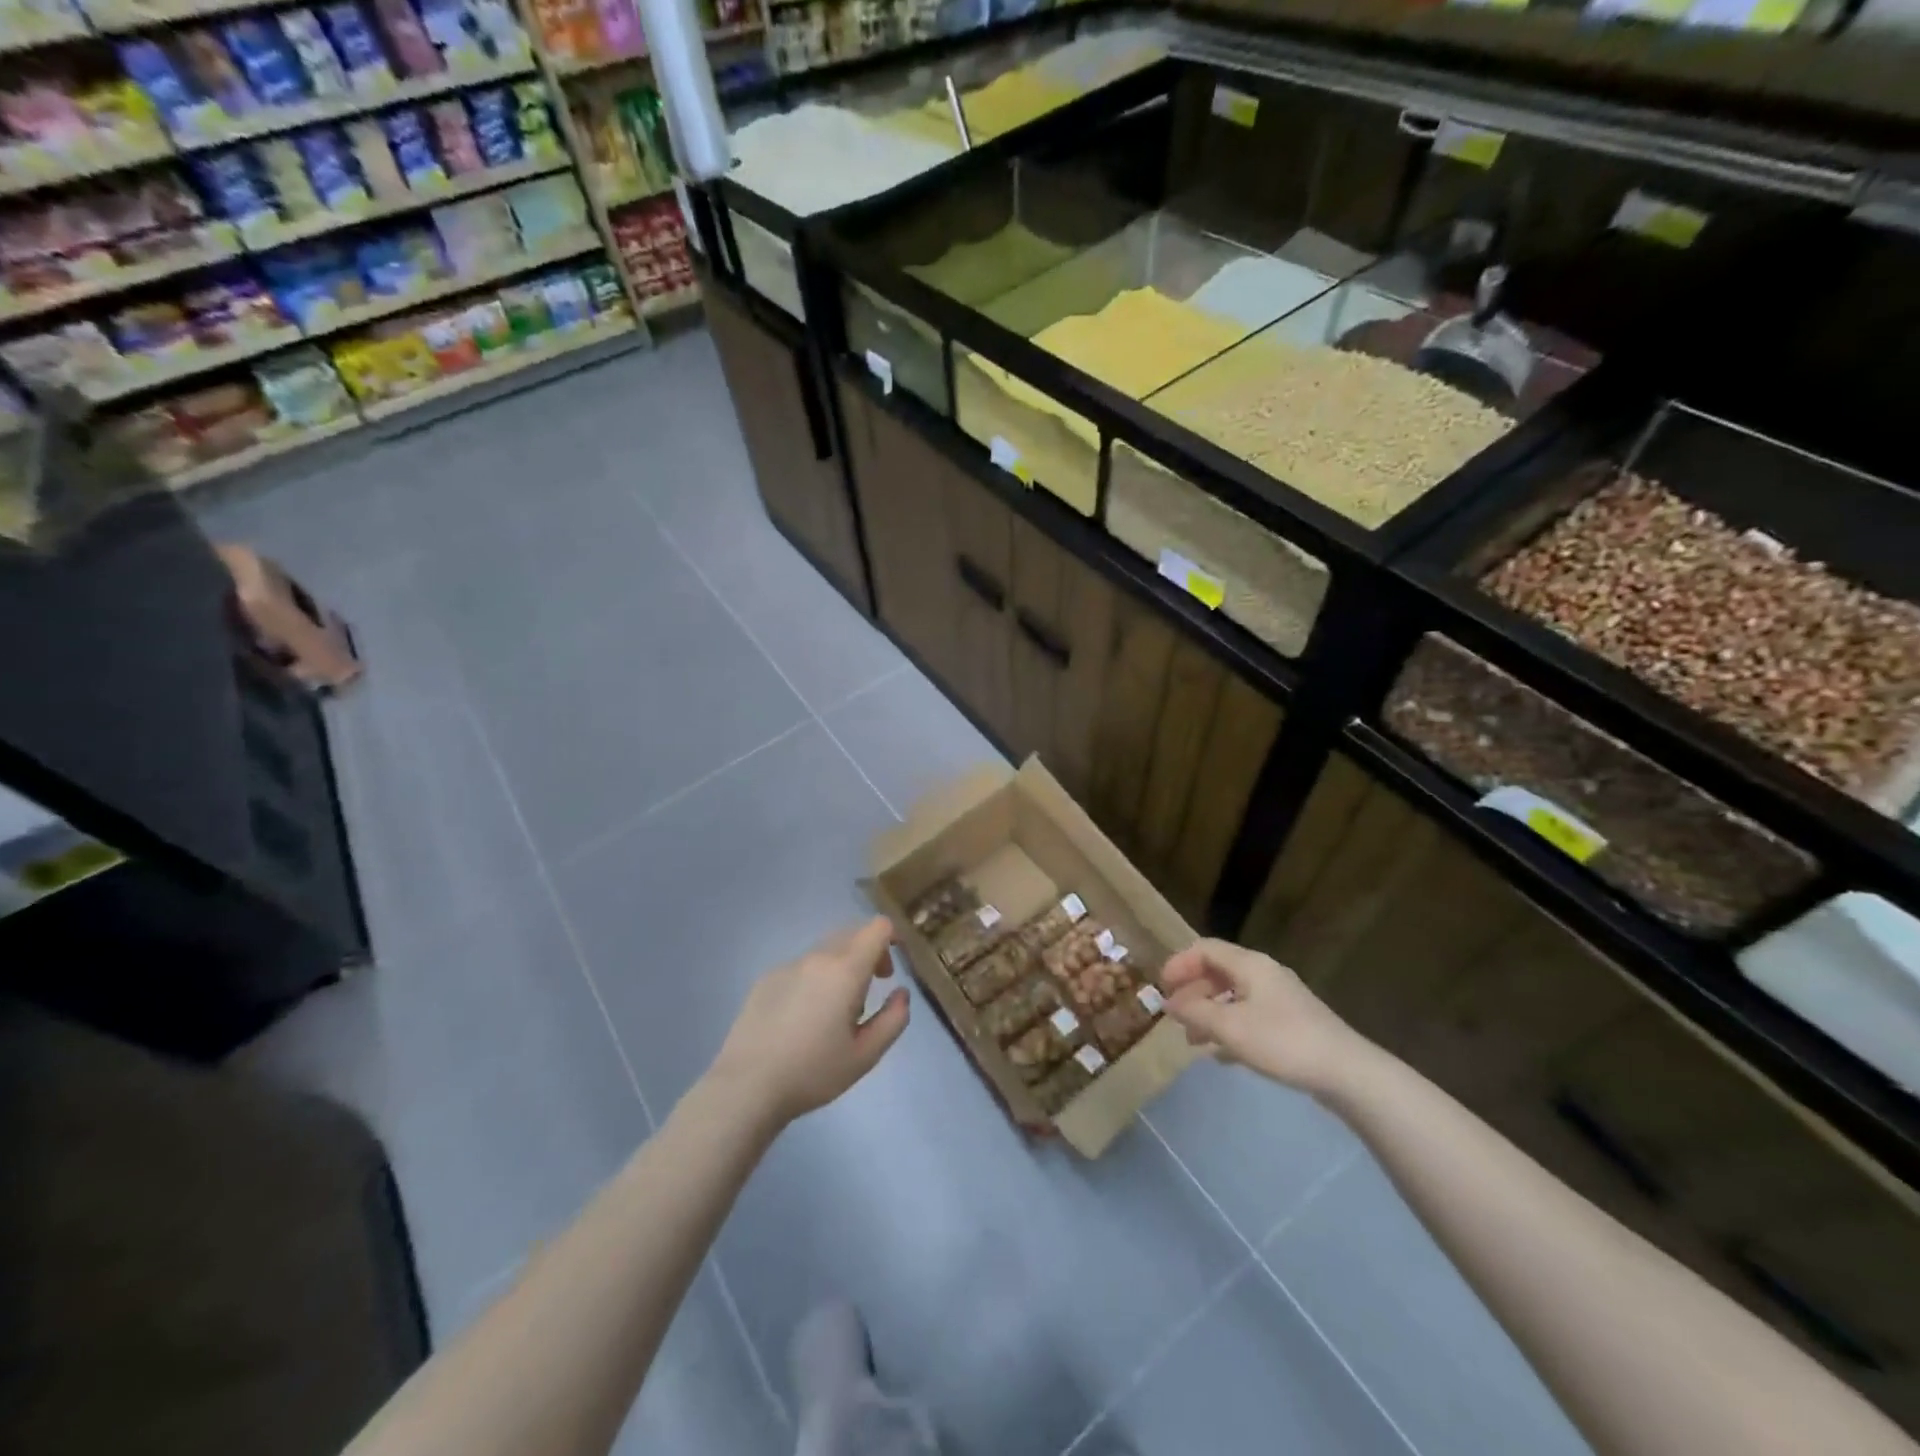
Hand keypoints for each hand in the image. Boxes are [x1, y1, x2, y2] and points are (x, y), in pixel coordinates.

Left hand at [709, 916, 910, 1124]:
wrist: (746, 1086)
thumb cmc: (813, 1072)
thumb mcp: (866, 1055)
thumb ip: (893, 1019)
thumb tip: (901, 993)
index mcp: (845, 970)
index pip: (877, 928)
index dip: (892, 940)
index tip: (891, 971)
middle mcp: (817, 957)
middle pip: (852, 932)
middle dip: (869, 952)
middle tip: (870, 989)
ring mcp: (788, 965)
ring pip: (826, 949)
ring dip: (841, 965)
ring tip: (835, 1009)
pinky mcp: (766, 978)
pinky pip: (801, 966)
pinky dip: (814, 977)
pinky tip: (802, 1017)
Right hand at [1161, 939, 1367, 1095]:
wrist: (1347, 1073)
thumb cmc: (1283, 1041)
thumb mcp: (1230, 1027)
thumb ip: (1195, 1012)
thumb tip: (1170, 1003)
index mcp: (1250, 965)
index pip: (1205, 949)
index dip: (1179, 964)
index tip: (1162, 988)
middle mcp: (1264, 974)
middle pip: (1218, 972)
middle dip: (1192, 992)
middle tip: (1175, 1018)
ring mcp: (1280, 999)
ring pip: (1233, 997)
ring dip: (1209, 1013)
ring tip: (1193, 1041)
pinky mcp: (1292, 1024)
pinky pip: (1250, 1017)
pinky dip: (1230, 1029)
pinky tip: (1221, 1055)